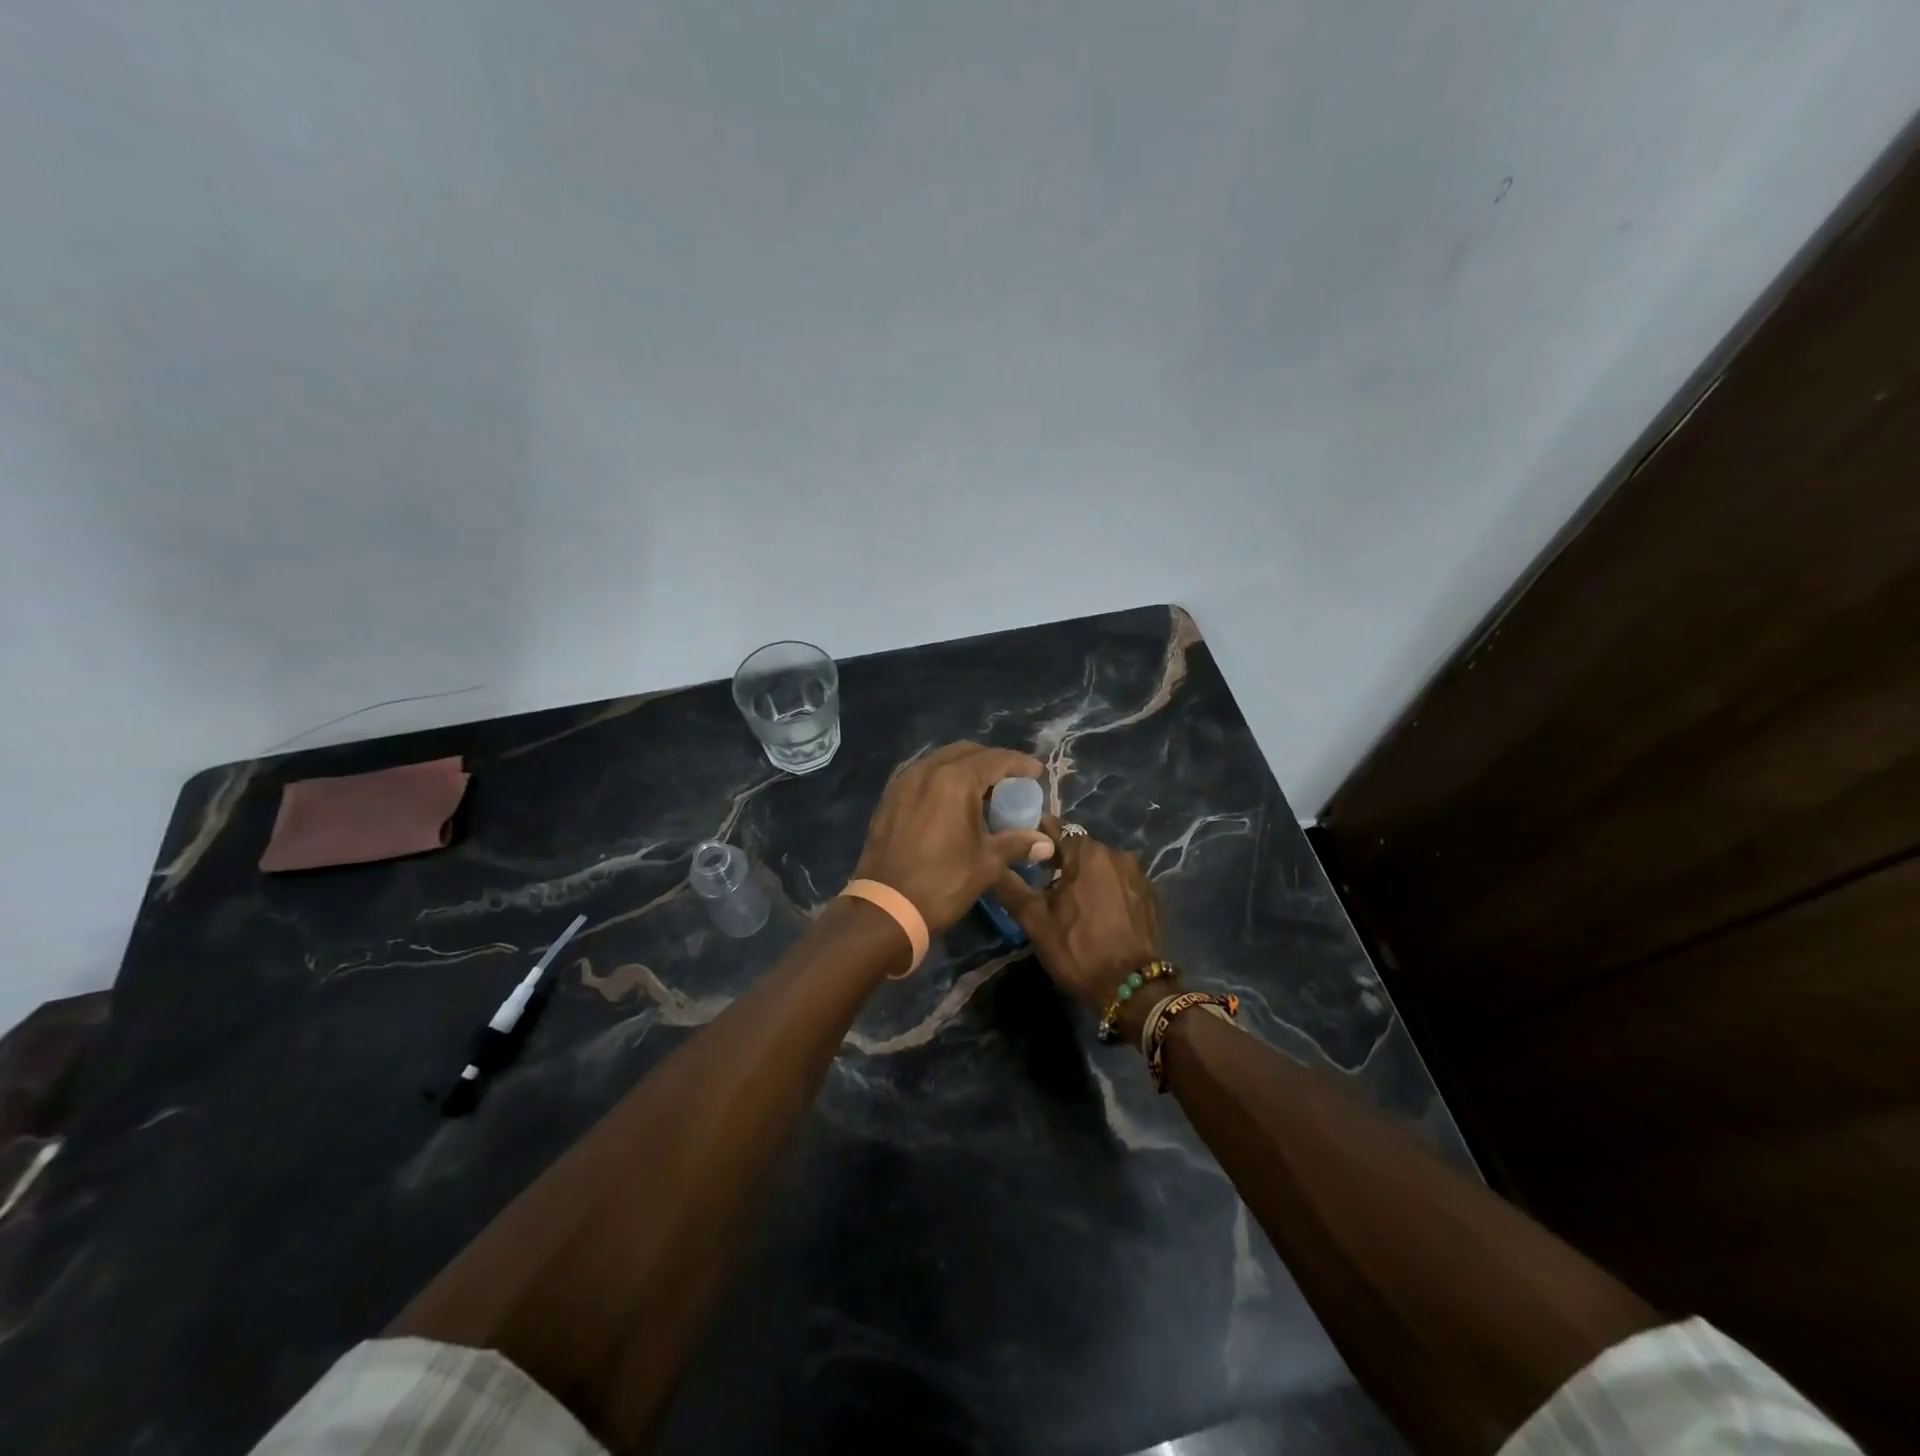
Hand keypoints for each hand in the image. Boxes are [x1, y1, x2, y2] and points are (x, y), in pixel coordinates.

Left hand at [854, 742, 1053, 931]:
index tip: (1037, 772)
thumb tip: (1046, 843)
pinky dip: (941, 780)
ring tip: (982, 792)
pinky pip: (922, 776)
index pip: (995, 759)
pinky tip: (951, 802)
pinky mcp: (889, 798)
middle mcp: (927, 771)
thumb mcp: (986, 863)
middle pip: (966, 752)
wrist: (886, 907)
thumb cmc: (942, 882)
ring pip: (941, 761)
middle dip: (991, 762)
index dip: (1019, 763)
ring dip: (965, 769)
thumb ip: (1017, 844)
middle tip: (1010, 781)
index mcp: (954, 780)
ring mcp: (903, 782)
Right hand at [993, 819, 1164, 1015]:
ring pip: (1100, 863)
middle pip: (1079, 845)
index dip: (1034, 834)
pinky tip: (1094, 909)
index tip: (1019, 846)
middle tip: (1038, 878)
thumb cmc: (1078, 950)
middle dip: (1059, 857)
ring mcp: (1138, 874)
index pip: (1055, 827)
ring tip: (1066, 896)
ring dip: (1083, 873)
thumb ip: (1011, 886)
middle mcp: (1117, 854)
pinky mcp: (1149, 894)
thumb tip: (991, 863)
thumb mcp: (1035, 921)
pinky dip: (1104, 886)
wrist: (1132, 989)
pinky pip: (1118, 880)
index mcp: (1088, 853)